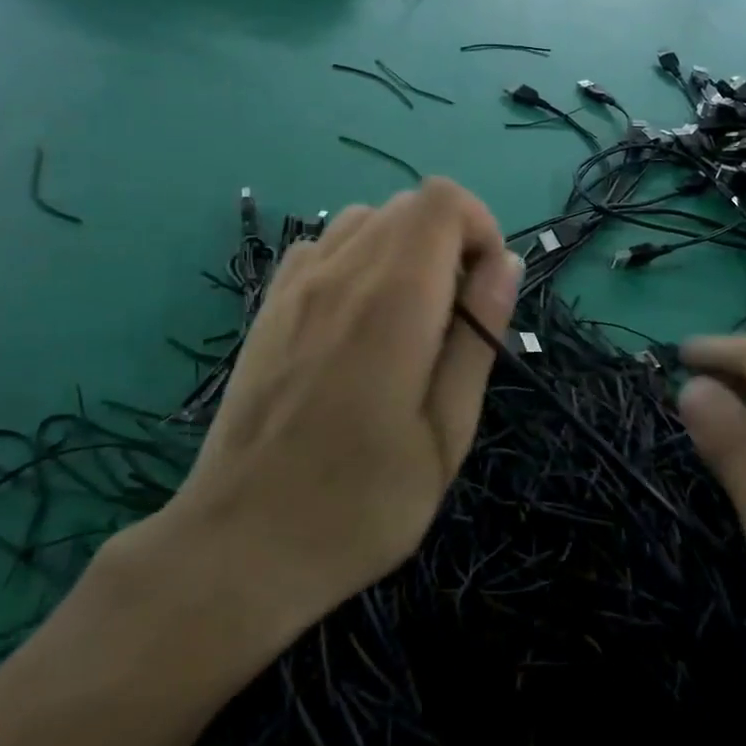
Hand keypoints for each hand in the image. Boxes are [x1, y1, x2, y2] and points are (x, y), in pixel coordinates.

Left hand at [152, 178, 520, 636]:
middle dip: (449, 241)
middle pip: (409, 204)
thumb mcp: (446, 434)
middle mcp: (341, 272)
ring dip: (404, 248)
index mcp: (393, 300)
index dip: (480, 227)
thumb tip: (505, 262)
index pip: (443, 200)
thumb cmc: (361, 504)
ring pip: (366, 219)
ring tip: (408, 319)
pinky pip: (324, 246)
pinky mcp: (269, 304)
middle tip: (454, 319)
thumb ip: (478, 337)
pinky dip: (358, 259)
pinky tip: (356, 322)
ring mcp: (296, 285)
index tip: (486, 290)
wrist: (240, 545)